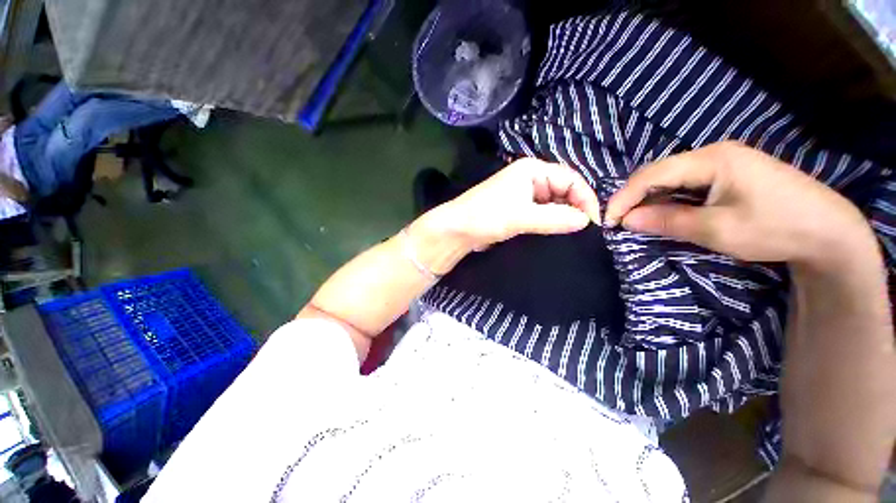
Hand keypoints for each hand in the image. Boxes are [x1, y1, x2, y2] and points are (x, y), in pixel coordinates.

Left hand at [427, 158, 601, 252]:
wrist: (457, 230)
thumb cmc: (486, 216)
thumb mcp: (521, 216)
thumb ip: (554, 218)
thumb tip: (585, 221)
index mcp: (533, 170)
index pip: (571, 179)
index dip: (585, 199)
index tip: (593, 223)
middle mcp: (530, 179)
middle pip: (564, 190)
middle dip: (575, 208)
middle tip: (583, 232)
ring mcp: (523, 195)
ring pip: (553, 204)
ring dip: (562, 217)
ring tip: (571, 235)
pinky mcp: (518, 210)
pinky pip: (542, 214)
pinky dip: (550, 223)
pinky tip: (555, 234)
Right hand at [604, 141, 874, 265]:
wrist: (830, 232)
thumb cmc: (776, 229)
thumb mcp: (717, 230)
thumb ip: (667, 221)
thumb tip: (627, 220)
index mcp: (712, 159)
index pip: (652, 174)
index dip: (624, 197)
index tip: (608, 221)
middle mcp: (714, 153)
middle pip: (659, 172)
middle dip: (634, 197)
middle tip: (621, 221)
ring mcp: (723, 161)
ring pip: (671, 177)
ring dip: (651, 197)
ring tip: (637, 218)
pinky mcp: (730, 173)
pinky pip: (687, 182)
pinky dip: (669, 197)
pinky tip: (665, 210)